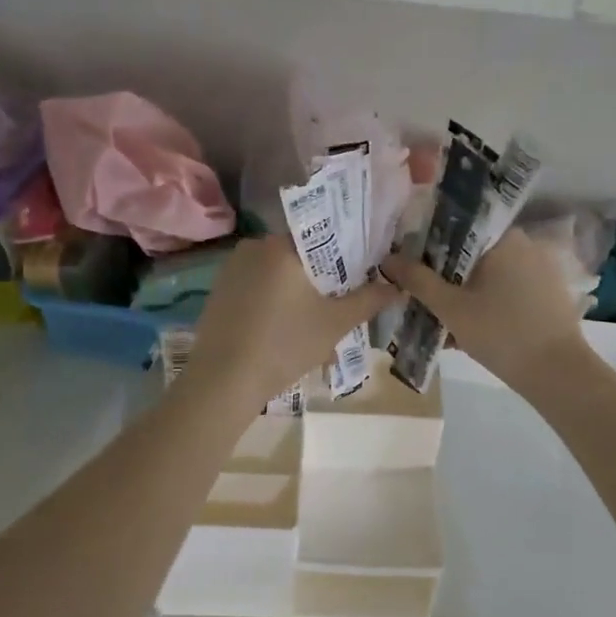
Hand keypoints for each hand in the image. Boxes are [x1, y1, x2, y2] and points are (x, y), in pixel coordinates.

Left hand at [182, 239, 399, 415]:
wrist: (223, 381)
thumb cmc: (285, 345)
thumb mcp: (336, 323)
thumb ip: (369, 300)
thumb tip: (396, 286)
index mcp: (281, 245)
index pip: (324, 235)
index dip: (347, 253)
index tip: (363, 272)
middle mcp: (253, 247)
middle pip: (300, 256)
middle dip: (322, 279)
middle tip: (342, 304)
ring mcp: (231, 269)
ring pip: (278, 274)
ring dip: (298, 294)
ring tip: (317, 325)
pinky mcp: (218, 292)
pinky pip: (257, 288)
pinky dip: (275, 303)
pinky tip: (285, 332)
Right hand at [381, 230, 587, 394]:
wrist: (557, 373)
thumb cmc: (500, 333)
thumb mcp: (450, 308)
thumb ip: (417, 280)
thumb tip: (388, 258)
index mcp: (503, 237)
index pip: (457, 227)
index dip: (428, 243)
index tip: (409, 263)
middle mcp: (525, 244)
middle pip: (472, 253)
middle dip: (445, 274)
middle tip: (422, 297)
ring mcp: (540, 269)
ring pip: (488, 274)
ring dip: (464, 292)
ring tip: (442, 320)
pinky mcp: (548, 294)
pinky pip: (507, 289)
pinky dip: (486, 303)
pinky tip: (469, 329)